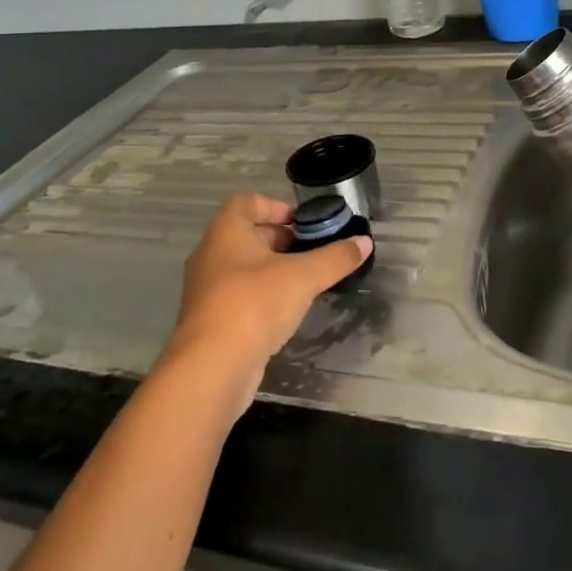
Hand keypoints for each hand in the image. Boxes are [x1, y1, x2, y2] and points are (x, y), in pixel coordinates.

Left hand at [160, 193, 372, 412]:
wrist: (211, 368)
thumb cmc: (255, 305)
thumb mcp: (303, 277)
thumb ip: (335, 258)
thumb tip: (364, 242)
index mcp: (226, 231)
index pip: (247, 202)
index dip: (276, 206)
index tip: (303, 223)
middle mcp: (211, 254)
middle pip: (246, 233)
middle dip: (280, 239)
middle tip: (311, 251)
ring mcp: (207, 289)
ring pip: (243, 267)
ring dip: (272, 269)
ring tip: (304, 281)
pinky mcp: (210, 319)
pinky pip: (239, 295)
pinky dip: (262, 296)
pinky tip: (285, 312)